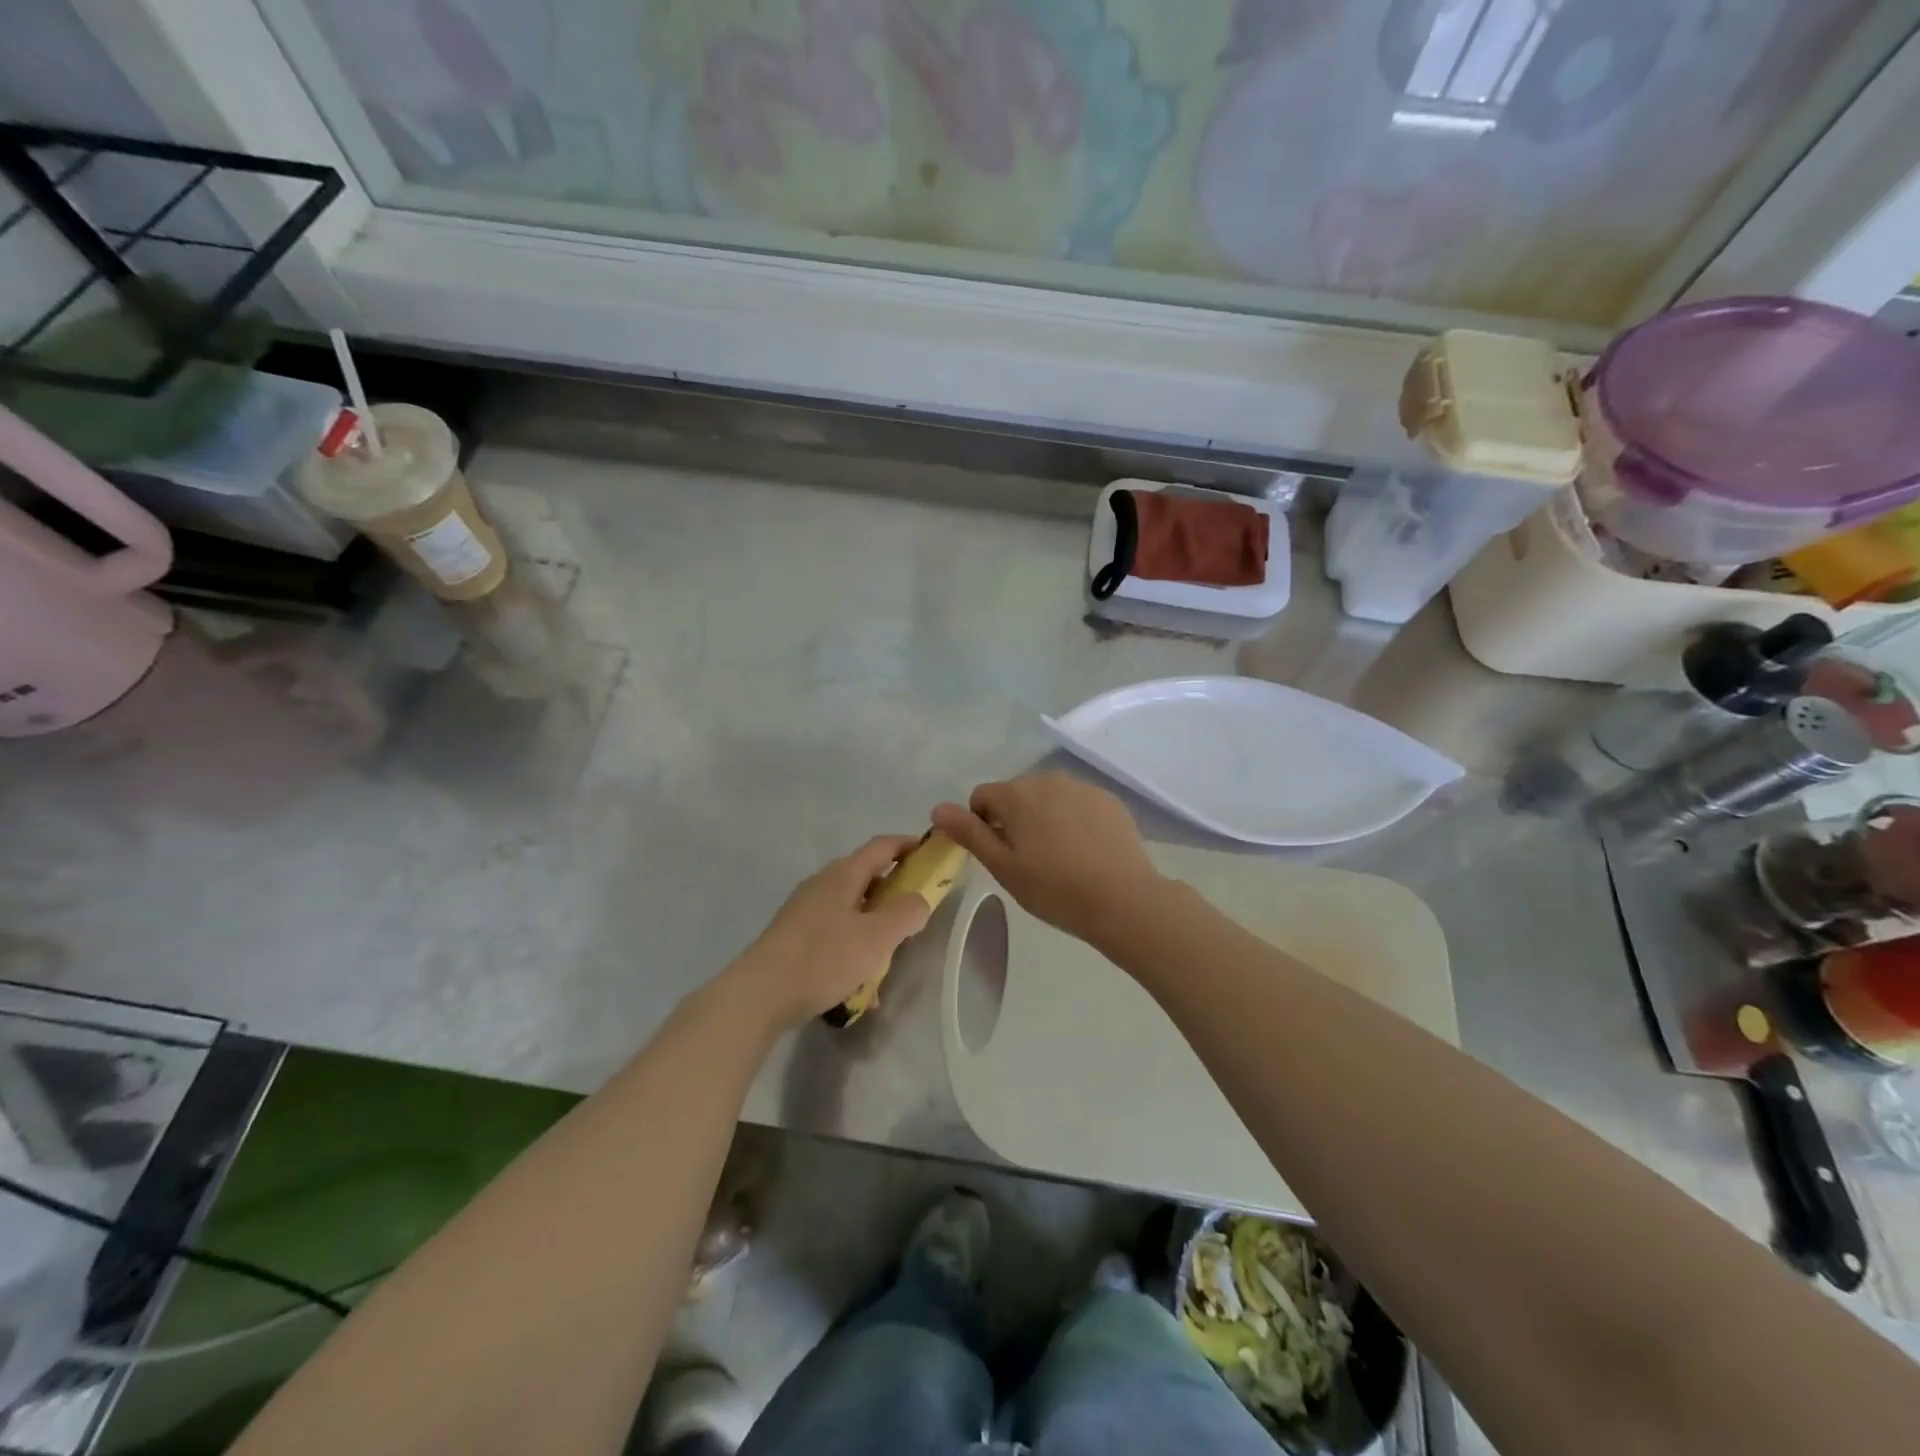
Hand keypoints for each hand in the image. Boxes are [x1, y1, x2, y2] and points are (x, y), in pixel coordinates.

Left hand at [722, 836, 933, 1031]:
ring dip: (875, 929)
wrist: (759, 996)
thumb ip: (906, 913)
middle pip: (867, 878)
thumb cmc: (823, 958)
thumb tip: (918, 899)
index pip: (882, 846)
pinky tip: (861, 990)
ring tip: (891, 959)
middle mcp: (822, 885)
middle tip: (917, 914)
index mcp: (843, 874)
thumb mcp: (876, 937)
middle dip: (895, 893)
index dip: (909, 845)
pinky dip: (853, 953)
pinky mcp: (794, 939)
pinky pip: (835, 937)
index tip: (932, 854)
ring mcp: (805, 911)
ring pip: (852, 911)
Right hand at [932, 774, 1162, 943]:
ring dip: (1044, 817)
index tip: (999, 855)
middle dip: (1014, 819)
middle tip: (1028, 860)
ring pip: (1048, 798)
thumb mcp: (1003, 866)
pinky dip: (1074, 820)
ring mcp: (1082, 787)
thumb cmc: (1054, 888)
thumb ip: (969, 833)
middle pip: (1016, 794)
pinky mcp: (1109, 800)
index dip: (981, 824)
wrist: (1123, 899)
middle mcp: (1048, 779)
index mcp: (1017, 794)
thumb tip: (937, 808)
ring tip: (1059, 857)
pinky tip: (1086, 851)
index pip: (982, 797)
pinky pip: (1078, 803)